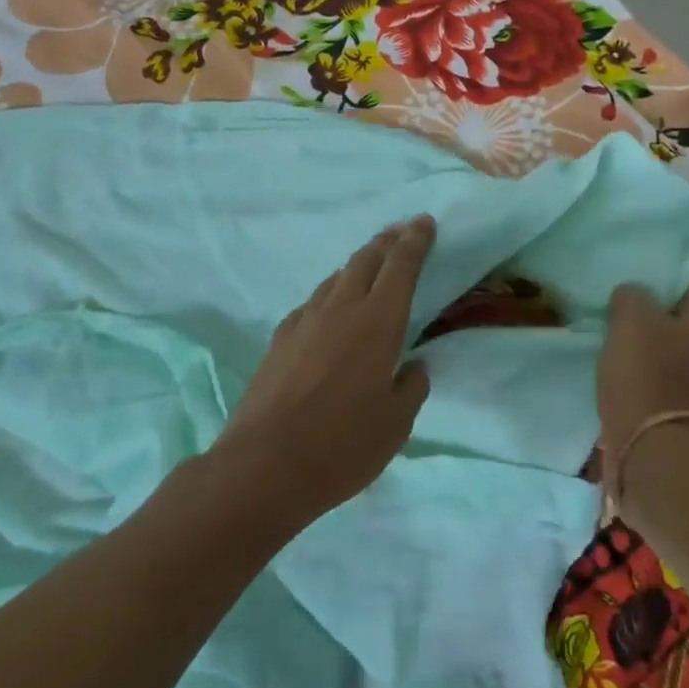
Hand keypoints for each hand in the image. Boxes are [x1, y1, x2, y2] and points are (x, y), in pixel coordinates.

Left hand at [215, 216, 436, 522]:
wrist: (264, 465)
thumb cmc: (342, 445)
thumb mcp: (396, 424)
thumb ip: (411, 388)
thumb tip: (413, 367)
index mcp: (378, 322)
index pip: (401, 266)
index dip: (415, 241)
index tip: (424, 222)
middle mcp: (340, 309)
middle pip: (365, 260)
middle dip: (386, 242)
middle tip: (400, 233)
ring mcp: (304, 321)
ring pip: (335, 278)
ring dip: (357, 265)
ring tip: (370, 266)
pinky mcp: (279, 338)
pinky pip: (312, 302)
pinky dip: (330, 294)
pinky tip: (331, 310)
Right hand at [597, 278, 688, 460]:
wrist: (656, 454)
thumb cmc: (647, 376)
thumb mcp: (630, 319)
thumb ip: (632, 295)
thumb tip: (634, 295)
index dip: (666, 278)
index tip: (637, 280)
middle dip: (660, 314)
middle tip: (624, 313)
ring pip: (682, 350)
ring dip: (656, 348)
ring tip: (622, 346)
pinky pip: (676, 381)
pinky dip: (656, 377)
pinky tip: (630, 378)